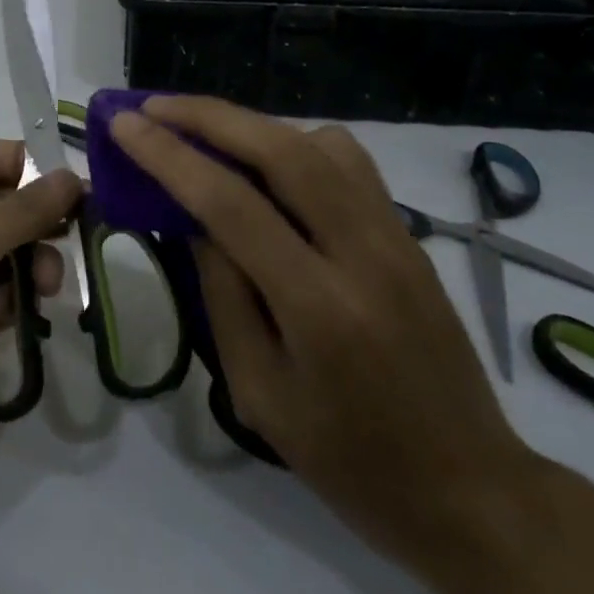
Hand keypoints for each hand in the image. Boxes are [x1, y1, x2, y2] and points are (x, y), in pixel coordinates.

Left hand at [0, 139, 80, 486]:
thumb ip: (21, 211)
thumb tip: (69, 177)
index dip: (26, 163)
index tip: (74, 184)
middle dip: (35, 223)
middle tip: (76, 237)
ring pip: (2, 257)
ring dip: (27, 268)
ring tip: (44, 288)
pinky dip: (7, 306)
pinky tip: (2, 324)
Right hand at [109, 98, 541, 566]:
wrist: (470, 488)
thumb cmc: (348, 459)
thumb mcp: (259, 393)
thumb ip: (222, 295)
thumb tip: (193, 219)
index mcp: (318, 308)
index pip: (230, 204)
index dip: (169, 156)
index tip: (124, 124)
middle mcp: (363, 254)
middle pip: (281, 150)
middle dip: (207, 116)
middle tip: (152, 105)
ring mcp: (396, 237)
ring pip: (320, 143)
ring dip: (252, 124)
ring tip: (202, 130)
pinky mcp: (410, 234)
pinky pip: (349, 163)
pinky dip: (297, 143)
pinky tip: (268, 163)